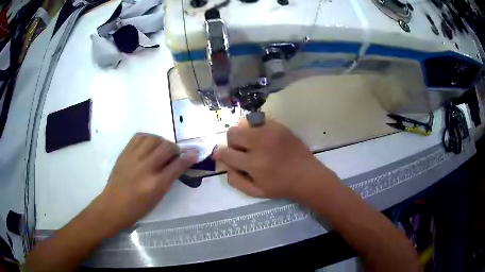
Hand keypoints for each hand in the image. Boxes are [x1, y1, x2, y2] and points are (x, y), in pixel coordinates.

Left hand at [92, 133, 196, 234]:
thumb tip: (179, 163)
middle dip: (175, 149)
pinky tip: (149, 145)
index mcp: (155, 184)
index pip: (177, 165)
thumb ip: (169, 179)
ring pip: (153, 138)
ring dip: (161, 142)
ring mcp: (133, 158)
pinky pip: (139, 136)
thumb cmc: (138, 207)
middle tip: (175, 154)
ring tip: (161, 149)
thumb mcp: (158, 197)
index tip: (195, 153)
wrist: (113, 205)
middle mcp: (145, 168)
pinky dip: (148, 138)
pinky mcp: (124, 153)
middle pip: (166, 147)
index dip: (189, 157)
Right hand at [213, 119, 335, 199]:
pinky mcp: (279, 126)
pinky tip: (264, 139)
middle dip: (232, 143)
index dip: (220, 154)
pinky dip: (256, 129)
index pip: (225, 152)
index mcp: (253, 164)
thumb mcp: (255, 192)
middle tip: (241, 151)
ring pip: (243, 124)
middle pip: (232, 133)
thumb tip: (224, 164)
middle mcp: (260, 143)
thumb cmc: (281, 186)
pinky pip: (259, 121)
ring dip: (243, 135)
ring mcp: (271, 131)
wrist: (307, 176)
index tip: (222, 155)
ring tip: (253, 144)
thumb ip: (235, 179)